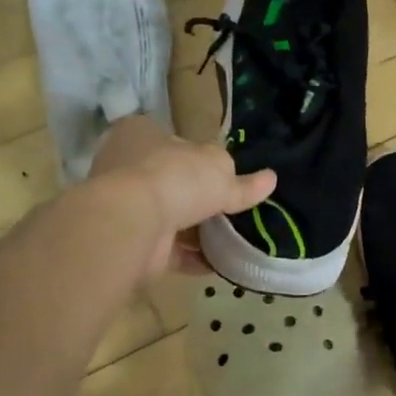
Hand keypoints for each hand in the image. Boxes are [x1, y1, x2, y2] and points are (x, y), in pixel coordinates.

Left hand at [89, 115, 275, 275]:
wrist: (133, 223)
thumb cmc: (175, 177)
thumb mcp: (220, 170)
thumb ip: (243, 180)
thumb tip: (270, 179)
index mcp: (141, 133)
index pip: (175, 141)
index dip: (200, 157)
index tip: (225, 175)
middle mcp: (127, 166)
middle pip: (172, 180)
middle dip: (200, 197)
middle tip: (233, 209)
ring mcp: (125, 205)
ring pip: (170, 216)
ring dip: (198, 230)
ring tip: (233, 239)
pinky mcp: (130, 240)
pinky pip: (168, 249)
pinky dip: (192, 256)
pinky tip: (219, 262)